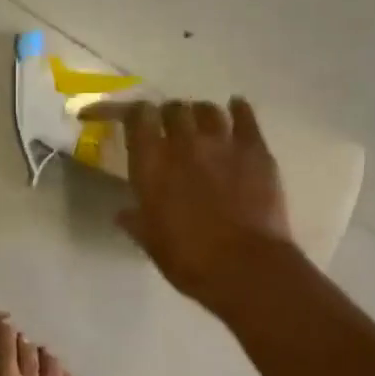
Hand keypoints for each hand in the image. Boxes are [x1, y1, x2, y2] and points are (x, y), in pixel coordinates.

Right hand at [101, 98, 295, 313]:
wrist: (244, 267)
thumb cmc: (188, 259)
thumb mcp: (150, 241)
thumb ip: (136, 221)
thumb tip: (124, 214)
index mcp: (151, 163)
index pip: (136, 116)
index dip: (125, 110)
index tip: (118, 117)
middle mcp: (184, 143)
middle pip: (172, 109)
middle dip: (166, 116)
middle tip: (166, 131)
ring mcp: (223, 142)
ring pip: (207, 109)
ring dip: (198, 114)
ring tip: (199, 126)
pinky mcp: (256, 149)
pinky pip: (246, 116)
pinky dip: (238, 110)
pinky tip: (236, 109)